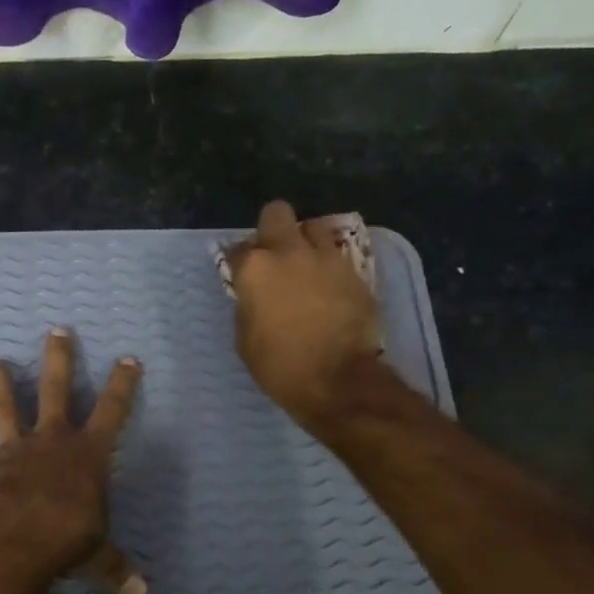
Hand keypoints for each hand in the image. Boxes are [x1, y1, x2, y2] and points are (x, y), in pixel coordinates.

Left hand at [0, 328, 147, 593]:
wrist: (20, 539)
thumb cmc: (69, 537)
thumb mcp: (98, 553)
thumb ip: (115, 568)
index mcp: (88, 453)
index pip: (113, 410)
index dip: (122, 384)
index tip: (128, 358)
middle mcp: (52, 440)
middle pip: (56, 388)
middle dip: (59, 358)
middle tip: (56, 331)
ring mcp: (15, 449)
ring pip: (5, 406)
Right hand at [227, 199, 385, 428]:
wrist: (337, 379)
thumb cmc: (279, 365)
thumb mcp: (246, 338)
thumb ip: (247, 305)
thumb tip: (253, 295)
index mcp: (256, 268)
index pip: (237, 249)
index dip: (238, 262)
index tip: (241, 276)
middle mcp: (290, 252)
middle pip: (277, 213)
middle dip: (273, 229)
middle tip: (274, 255)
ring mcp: (327, 258)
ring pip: (314, 228)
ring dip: (306, 242)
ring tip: (306, 266)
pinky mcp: (355, 271)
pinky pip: (337, 256)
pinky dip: (329, 266)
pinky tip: (328, 288)